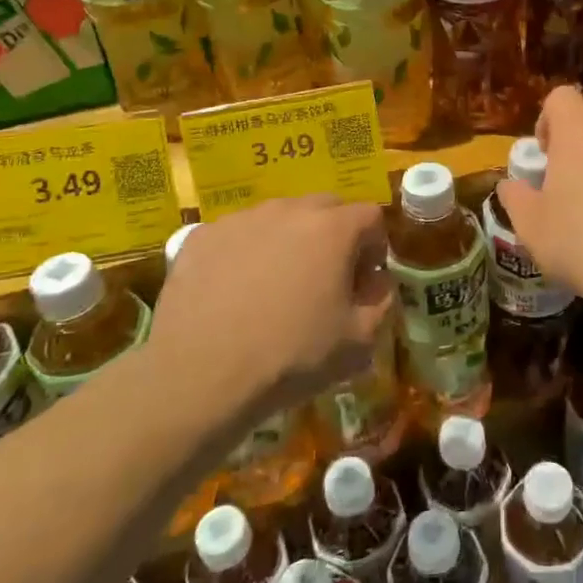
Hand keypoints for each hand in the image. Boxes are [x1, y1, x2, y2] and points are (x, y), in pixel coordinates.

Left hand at [156, 196, 392, 405]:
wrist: (201, 375)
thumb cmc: (291, 356)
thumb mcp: (359, 341)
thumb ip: (381, 302)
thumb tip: (375, 282)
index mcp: (333, 229)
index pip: (371, 216)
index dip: (375, 246)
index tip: (365, 279)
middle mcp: (288, 210)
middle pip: (325, 207)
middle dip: (334, 234)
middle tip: (326, 276)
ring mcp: (240, 219)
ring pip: (278, 217)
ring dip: (288, 240)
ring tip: (276, 283)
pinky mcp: (201, 236)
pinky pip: (237, 234)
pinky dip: (245, 252)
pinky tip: (235, 291)